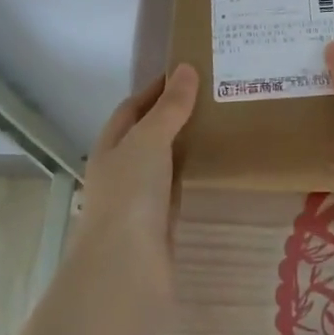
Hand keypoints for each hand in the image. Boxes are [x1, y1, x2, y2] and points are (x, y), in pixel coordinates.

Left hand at [78, 64, 198, 270]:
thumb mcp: (149, 140)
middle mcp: (122, 170)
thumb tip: (185, 68)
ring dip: (186, 145)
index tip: (188, 72)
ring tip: (221, 124)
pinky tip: (215, 166)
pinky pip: (178, 188)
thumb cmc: (130, 194)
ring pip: (165, 162)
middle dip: (174, 115)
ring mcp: (140, 199)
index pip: (132, 108)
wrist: (126, 266)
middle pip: (148, 134)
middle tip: (214, 96)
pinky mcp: (161, 223)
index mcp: (111, 146)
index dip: (156, 89)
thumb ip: (169, 107)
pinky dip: (193, 174)